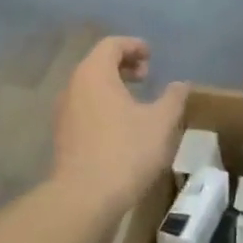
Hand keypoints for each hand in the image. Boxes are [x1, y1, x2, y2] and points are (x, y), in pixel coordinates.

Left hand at [52, 37, 188, 217]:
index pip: (111, 45)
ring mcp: (64, 112)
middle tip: (146, 77)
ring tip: (136, 103)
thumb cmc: (125, 151)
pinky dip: (103, 106)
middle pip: (97, 64)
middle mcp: (73, 86)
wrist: (85, 197)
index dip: (134, 45)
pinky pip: (84, 108)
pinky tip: (121, 128)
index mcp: (94, 74)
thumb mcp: (161, 123)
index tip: (152, 57)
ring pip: (89, 87)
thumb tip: (180, 85)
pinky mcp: (63, 136)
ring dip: (113, 87)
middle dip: (123, 65)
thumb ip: (173, 98)